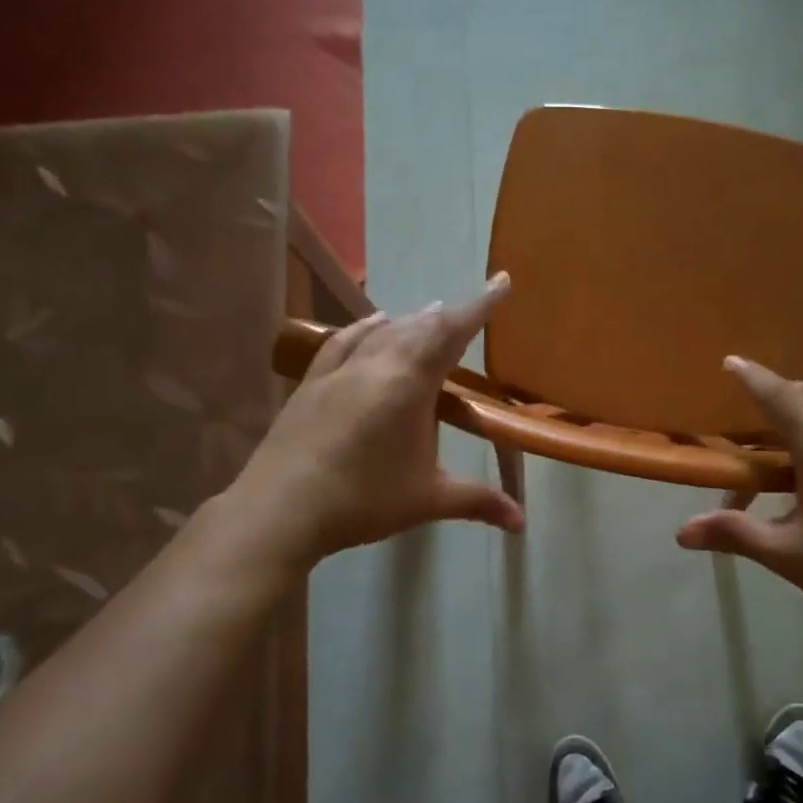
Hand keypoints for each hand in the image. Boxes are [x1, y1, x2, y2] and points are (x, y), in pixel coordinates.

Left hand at [228, 275, 524, 568]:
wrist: (280, 510)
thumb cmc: (362, 501)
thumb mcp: (427, 501)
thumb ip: (478, 502)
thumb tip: (522, 522)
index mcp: (409, 385)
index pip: (452, 333)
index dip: (480, 305)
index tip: (501, 280)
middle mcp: (375, 365)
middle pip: (419, 327)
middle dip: (449, 316)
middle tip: (470, 311)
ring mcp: (339, 371)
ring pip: (383, 331)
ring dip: (412, 321)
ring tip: (430, 314)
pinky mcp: (311, 383)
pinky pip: (344, 341)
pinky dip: (366, 328)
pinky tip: (373, 325)